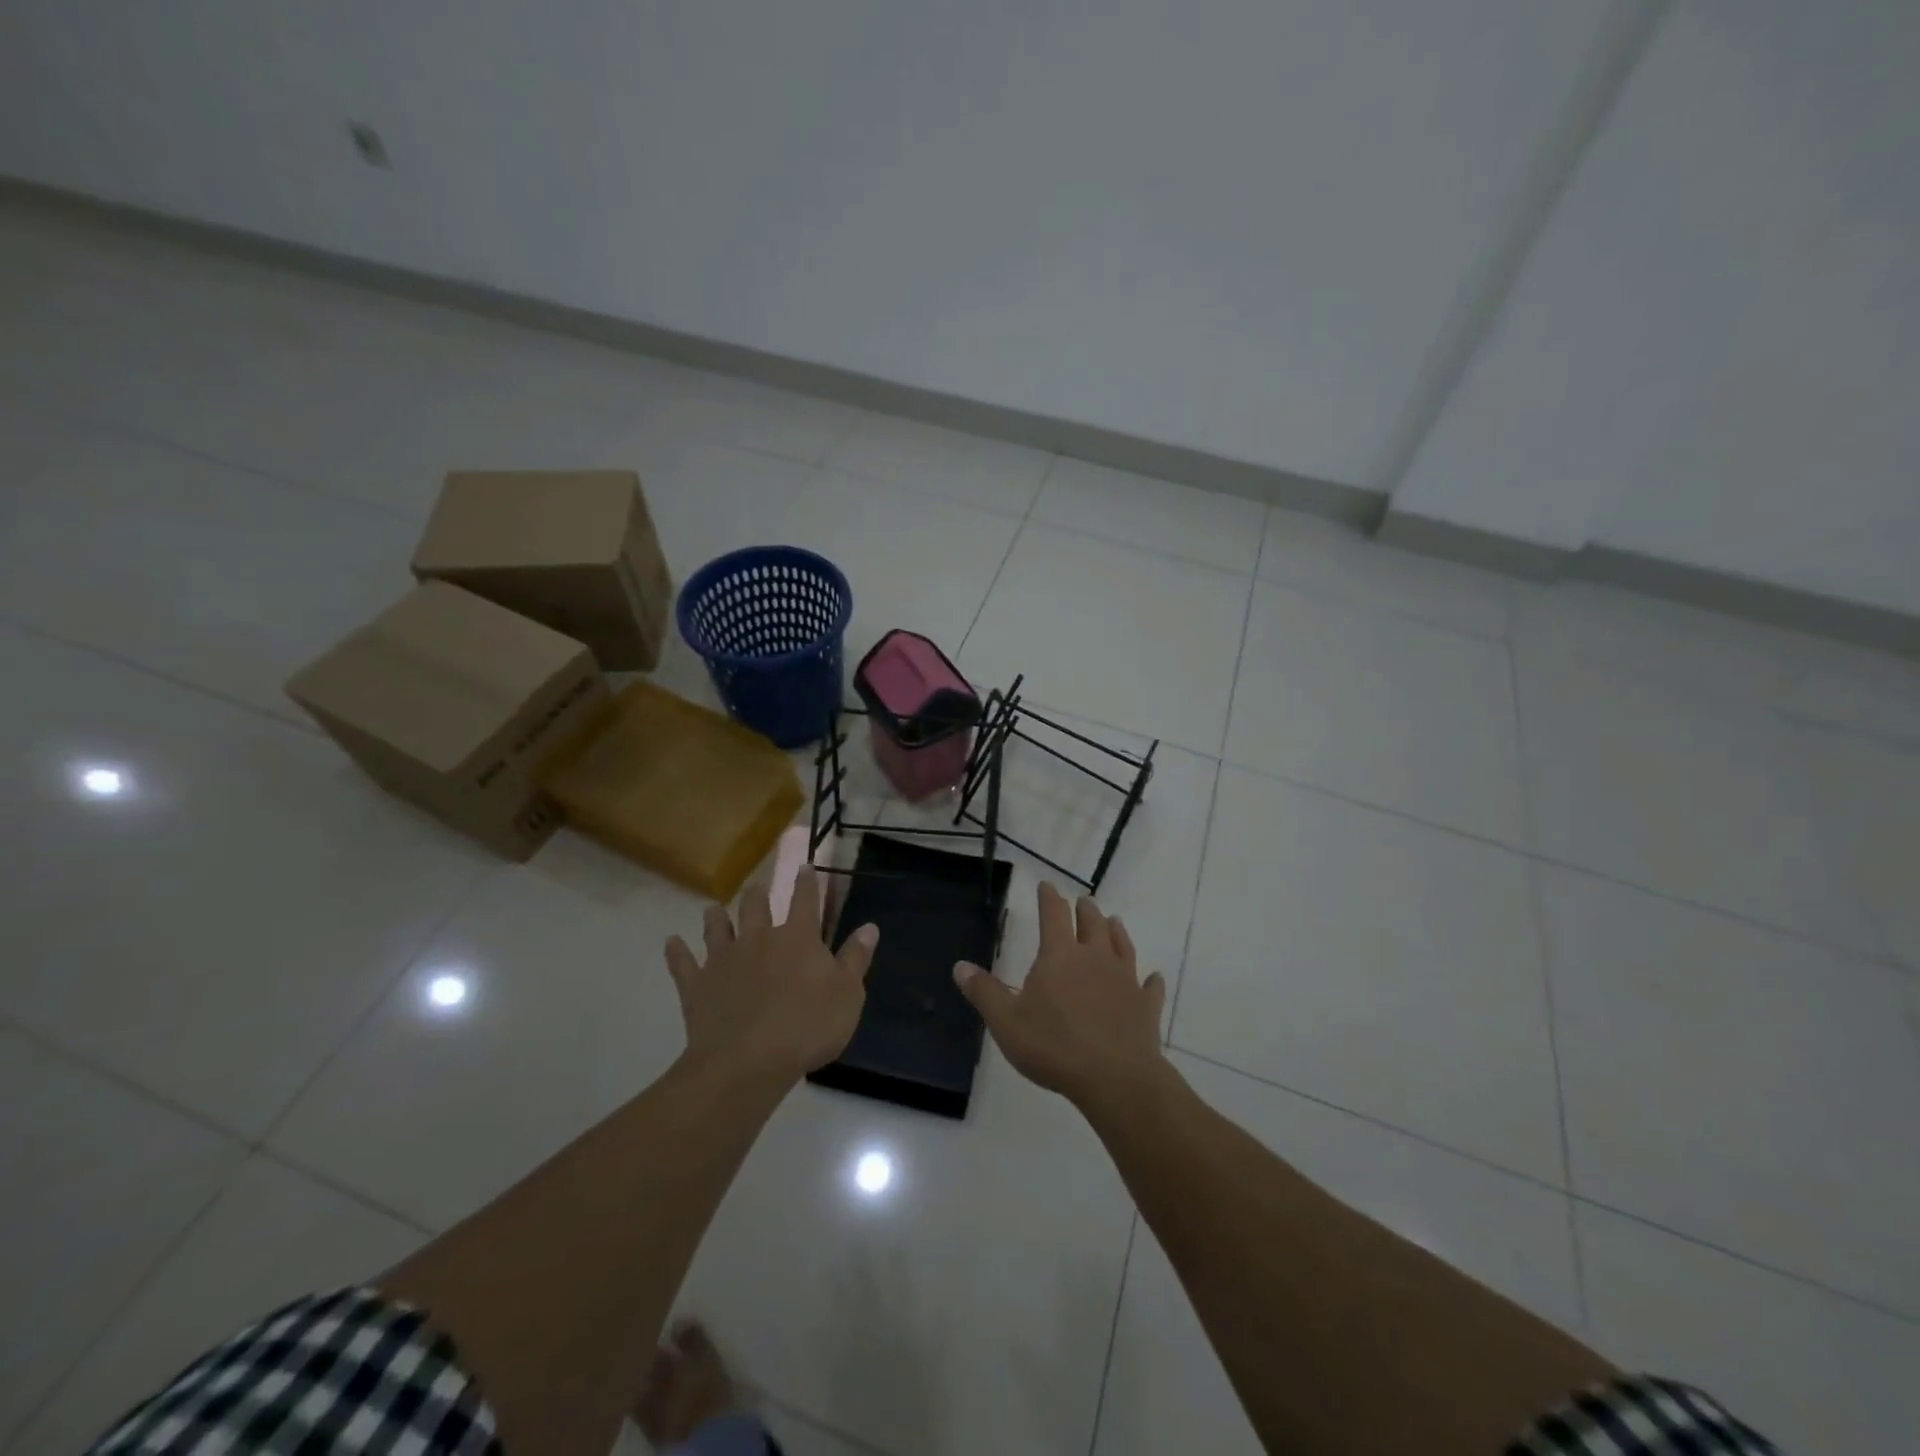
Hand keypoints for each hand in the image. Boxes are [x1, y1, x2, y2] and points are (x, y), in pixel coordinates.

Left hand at [665, 868, 877, 1083]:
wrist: (748, 1061)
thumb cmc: (808, 1026)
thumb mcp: (848, 994)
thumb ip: (856, 958)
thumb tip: (869, 926)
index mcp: (798, 938)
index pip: (806, 900)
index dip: (807, 882)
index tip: (805, 866)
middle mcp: (759, 939)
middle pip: (756, 907)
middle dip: (758, 894)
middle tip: (757, 886)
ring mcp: (724, 960)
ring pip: (717, 928)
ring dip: (716, 917)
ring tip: (713, 908)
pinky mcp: (697, 985)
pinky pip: (683, 963)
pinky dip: (677, 952)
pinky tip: (671, 942)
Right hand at [954, 882, 1167, 1108]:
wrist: (1114, 1077)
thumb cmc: (1053, 1046)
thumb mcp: (1006, 1022)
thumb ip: (984, 992)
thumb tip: (960, 966)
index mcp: (1060, 956)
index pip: (1053, 915)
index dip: (1049, 898)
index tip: (1047, 885)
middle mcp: (1095, 958)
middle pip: (1092, 924)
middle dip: (1085, 910)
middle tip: (1084, 901)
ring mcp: (1125, 980)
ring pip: (1122, 946)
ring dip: (1117, 931)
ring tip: (1114, 921)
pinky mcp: (1145, 1006)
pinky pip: (1150, 987)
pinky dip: (1151, 980)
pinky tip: (1154, 978)